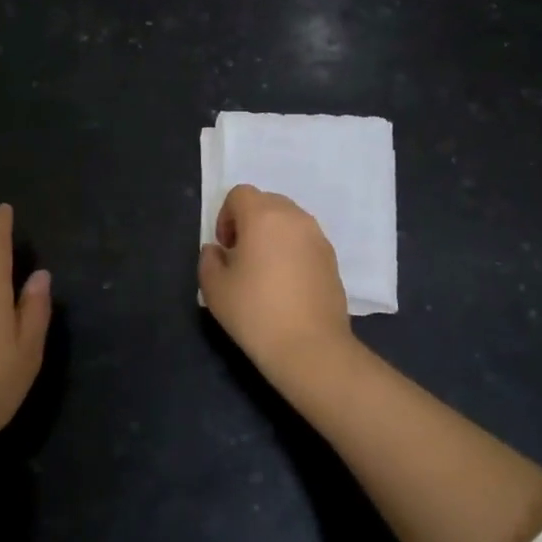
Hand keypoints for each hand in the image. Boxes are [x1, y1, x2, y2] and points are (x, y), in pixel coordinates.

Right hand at [197, 184, 357, 383]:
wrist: (310, 347)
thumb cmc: (255, 312)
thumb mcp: (214, 288)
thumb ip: (209, 260)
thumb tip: (218, 250)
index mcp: (263, 216)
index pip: (240, 194)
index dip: (226, 216)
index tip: (225, 247)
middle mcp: (295, 218)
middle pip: (267, 202)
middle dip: (250, 221)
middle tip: (241, 256)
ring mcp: (318, 237)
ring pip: (289, 221)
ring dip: (273, 235)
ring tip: (264, 271)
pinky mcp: (332, 258)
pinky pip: (305, 241)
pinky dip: (292, 250)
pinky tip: (286, 284)